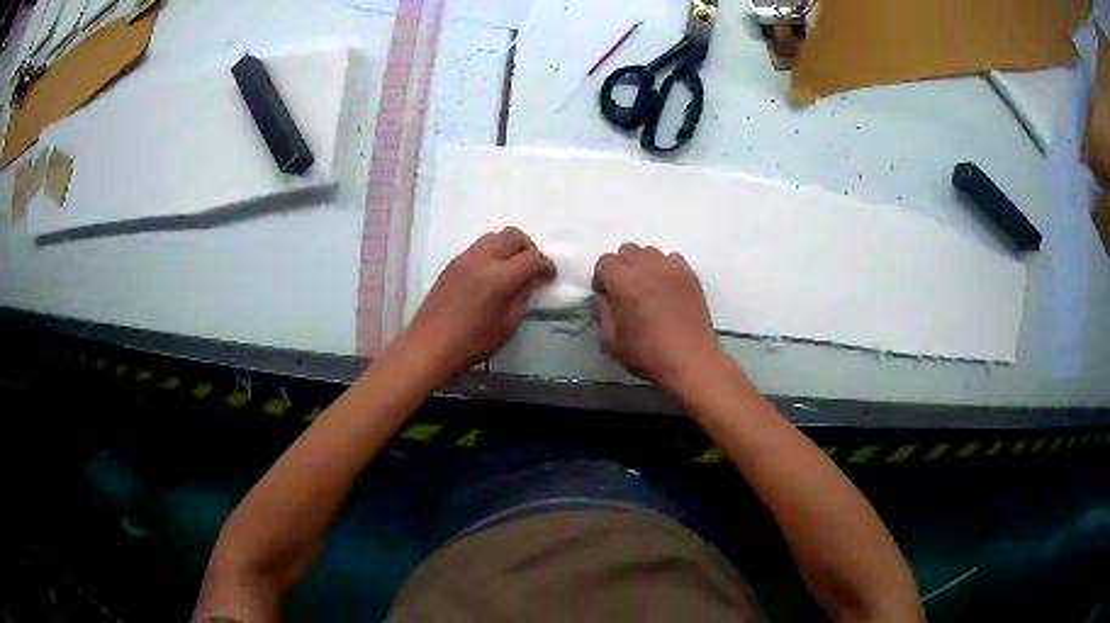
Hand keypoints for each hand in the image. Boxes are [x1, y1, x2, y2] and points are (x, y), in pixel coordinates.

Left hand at [404, 227, 554, 375]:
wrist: (429, 345)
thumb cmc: (472, 342)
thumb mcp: (507, 325)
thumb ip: (522, 296)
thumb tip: (532, 280)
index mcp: (499, 278)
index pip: (532, 257)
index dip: (546, 265)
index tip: (550, 276)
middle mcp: (481, 259)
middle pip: (513, 235)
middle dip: (528, 248)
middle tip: (532, 268)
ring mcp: (464, 259)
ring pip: (493, 236)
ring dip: (508, 247)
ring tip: (512, 269)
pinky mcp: (452, 264)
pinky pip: (478, 247)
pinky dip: (492, 253)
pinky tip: (491, 274)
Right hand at [592, 243, 725, 394]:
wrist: (690, 362)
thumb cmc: (648, 355)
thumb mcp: (612, 343)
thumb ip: (601, 314)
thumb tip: (600, 299)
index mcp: (624, 284)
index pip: (605, 261)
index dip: (602, 278)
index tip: (607, 296)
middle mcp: (647, 268)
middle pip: (627, 250)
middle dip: (621, 267)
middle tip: (625, 290)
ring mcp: (671, 269)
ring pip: (649, 251)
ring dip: (643, 264)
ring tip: (647, 287)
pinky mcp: (690, 275)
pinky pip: (672, 259)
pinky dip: (665, 267)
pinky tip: (666, 288)